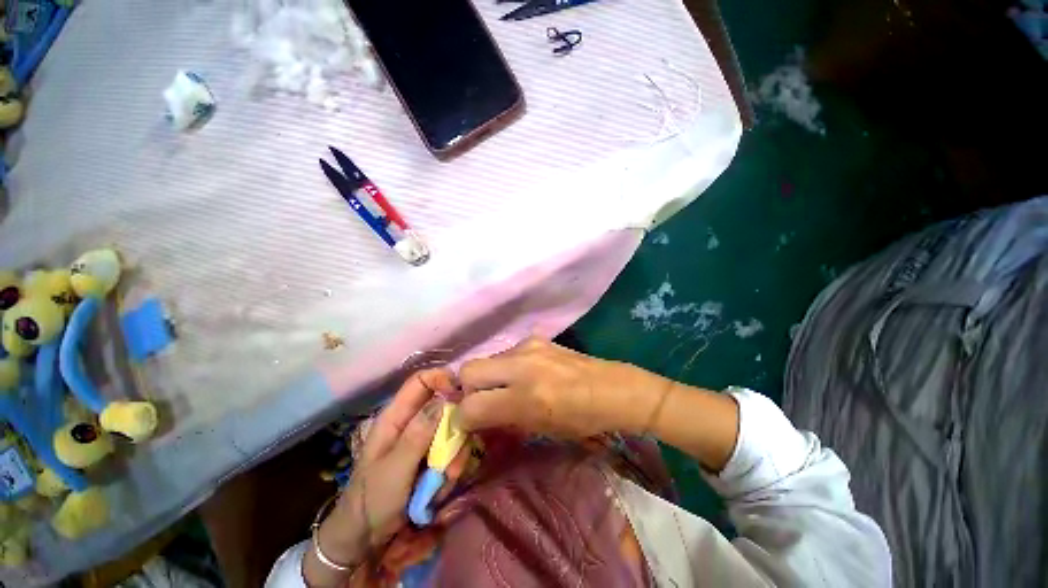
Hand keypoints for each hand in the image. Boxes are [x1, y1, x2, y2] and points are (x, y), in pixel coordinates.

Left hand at [303, 368, 453, 586]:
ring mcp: (423, 440)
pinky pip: (451, 450)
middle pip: (444, 405)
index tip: (462, 395)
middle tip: (454, 456)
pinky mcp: (431, 457)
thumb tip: (444, 400)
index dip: (442, 379)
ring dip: (455, 454)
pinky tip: (442, 487)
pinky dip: (452, 467)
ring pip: (452, 430)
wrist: (365, 539)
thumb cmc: (372, 500)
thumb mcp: (394, 468)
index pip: (421, 381)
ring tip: (447, 479)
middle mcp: (412, 423)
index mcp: (396, 417)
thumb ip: (418, 434)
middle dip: (455, 428)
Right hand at [457, 338, 666, 437]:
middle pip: (468, 370)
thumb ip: (503, 419)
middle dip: (467, 389)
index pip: (471, 405)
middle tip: (482, 401)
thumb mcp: (540, 428)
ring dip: (488, 377)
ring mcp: (528, 346)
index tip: (468, 423)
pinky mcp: (535, 338)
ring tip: (507, 388)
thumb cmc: (582, 419)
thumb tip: (474, 415)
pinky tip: (525, 375)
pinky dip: (505, 367)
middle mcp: (522, 365)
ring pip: (486, 360)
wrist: (612, 388)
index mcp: (527, 397)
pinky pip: (505, 354)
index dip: (463, 418)